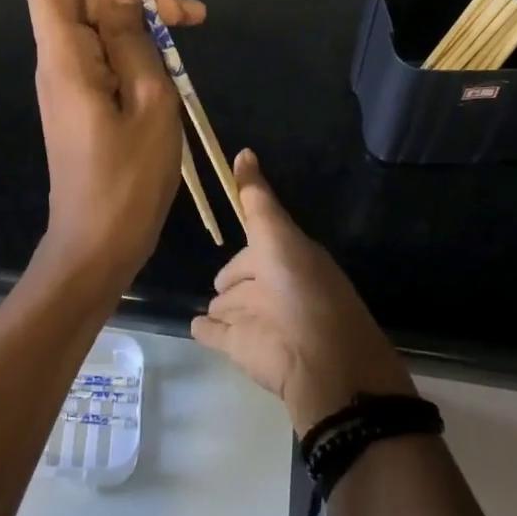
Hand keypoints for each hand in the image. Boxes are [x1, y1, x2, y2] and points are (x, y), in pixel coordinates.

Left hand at [25, 0, 205, 289]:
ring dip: (143, 13)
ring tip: (192, 22)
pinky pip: (105, 49)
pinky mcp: (85, 96)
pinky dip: (138, 41)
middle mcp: (59, 59)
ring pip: (99, 19)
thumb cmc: (128, 179)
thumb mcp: (147, 99)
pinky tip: (174, 52)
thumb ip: (131, 34)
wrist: (99, 246)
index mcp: (65, 56)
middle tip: (185, 11)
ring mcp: (71, 78)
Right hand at [191, 150, 414, 432]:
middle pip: (249, 277)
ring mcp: (258, 320)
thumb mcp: (278, 235)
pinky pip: (217, 334)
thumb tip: (244, 151)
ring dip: (223, 305)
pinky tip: (196, 325)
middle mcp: (274, 287)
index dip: (250, 236)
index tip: (231, 225)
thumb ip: (257, 198)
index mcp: (289, 259)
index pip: (262, 243)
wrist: (320, 364)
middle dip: (235, 276)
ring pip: (235, 306)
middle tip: (220, 280)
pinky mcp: (242, 349)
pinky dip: (208, 329)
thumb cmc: (301, 290)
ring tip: (209, 306)